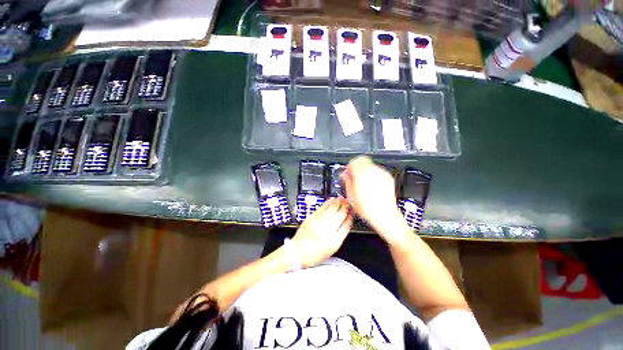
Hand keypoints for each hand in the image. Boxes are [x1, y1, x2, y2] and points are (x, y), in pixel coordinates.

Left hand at [291, 197, 352, 267]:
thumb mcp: (330, 250)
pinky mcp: (311, 218)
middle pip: (340, 216)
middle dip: (345, 207)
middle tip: (349, 202)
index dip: (350, 218)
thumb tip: (345, 224)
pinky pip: (322, 209)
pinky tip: (331, 200)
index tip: (352, 213)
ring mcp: (319, 224)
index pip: (346, 226)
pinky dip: (327, 203)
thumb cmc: (314, 254)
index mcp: (334, 242)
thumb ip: (339, 237)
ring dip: (338, 203)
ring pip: (331, 211)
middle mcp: (327, 231)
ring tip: (342, 198)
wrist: (297, 252)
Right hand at [341, 156, 410, 243]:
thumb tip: (344, 175)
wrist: (385, 215)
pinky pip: (377, 171)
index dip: (349, 166)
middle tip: (354, 176)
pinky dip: (373, 174)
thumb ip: (347, 182)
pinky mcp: (388, 177)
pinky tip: (371, 185)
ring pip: (370, 165)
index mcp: (362, 175)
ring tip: (363, 182)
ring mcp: (381, 174)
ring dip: (365, 170)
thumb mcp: (351, 196)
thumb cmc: (367, 208)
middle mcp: (372, 172)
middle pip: (362, 160)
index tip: (348, 172)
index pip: (354, 162)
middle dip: (357, 166)